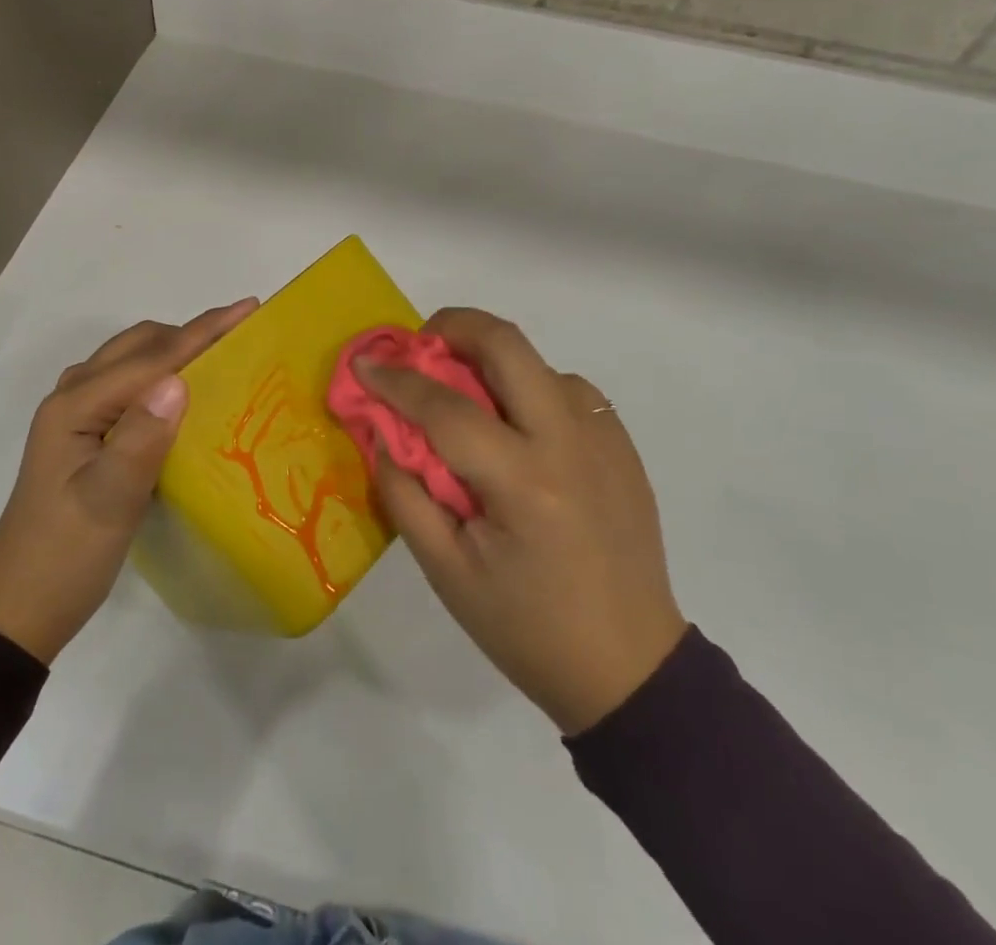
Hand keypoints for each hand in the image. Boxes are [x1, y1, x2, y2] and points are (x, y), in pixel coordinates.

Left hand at [0, 299, 257, 662]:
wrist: (19, 608)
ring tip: (223, 357)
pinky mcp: (86, 435)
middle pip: (139, 345)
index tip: (250, 309)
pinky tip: (187, 396)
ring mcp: (76, 415)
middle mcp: (73, 397)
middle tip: (243, 337)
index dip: (203, 331)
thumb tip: (180, 380)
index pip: (151, 357)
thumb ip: (141, 439)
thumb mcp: (108, 502)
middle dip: (191, 333)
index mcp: (75, 405)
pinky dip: (163, 376)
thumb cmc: (65, 556)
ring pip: (133, 361)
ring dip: (176, 351)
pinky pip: (130, 385)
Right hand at [358, 308, 687, 734]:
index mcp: (523, 482)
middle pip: (507, 344)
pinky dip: (530, 390)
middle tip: (421, 347)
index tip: (365, 365)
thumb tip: (383, 432)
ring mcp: (604, 437)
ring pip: (538, 363)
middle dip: (453, 327)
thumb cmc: (527, 628)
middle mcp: (570, 441)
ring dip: (493, 363)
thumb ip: (405, 494)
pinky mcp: (622, 445)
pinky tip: (517, 432)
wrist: (631, 668)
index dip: (396, 380)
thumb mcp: (447, 573)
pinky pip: (568, 391)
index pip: (446, 406)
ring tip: (467, 401)